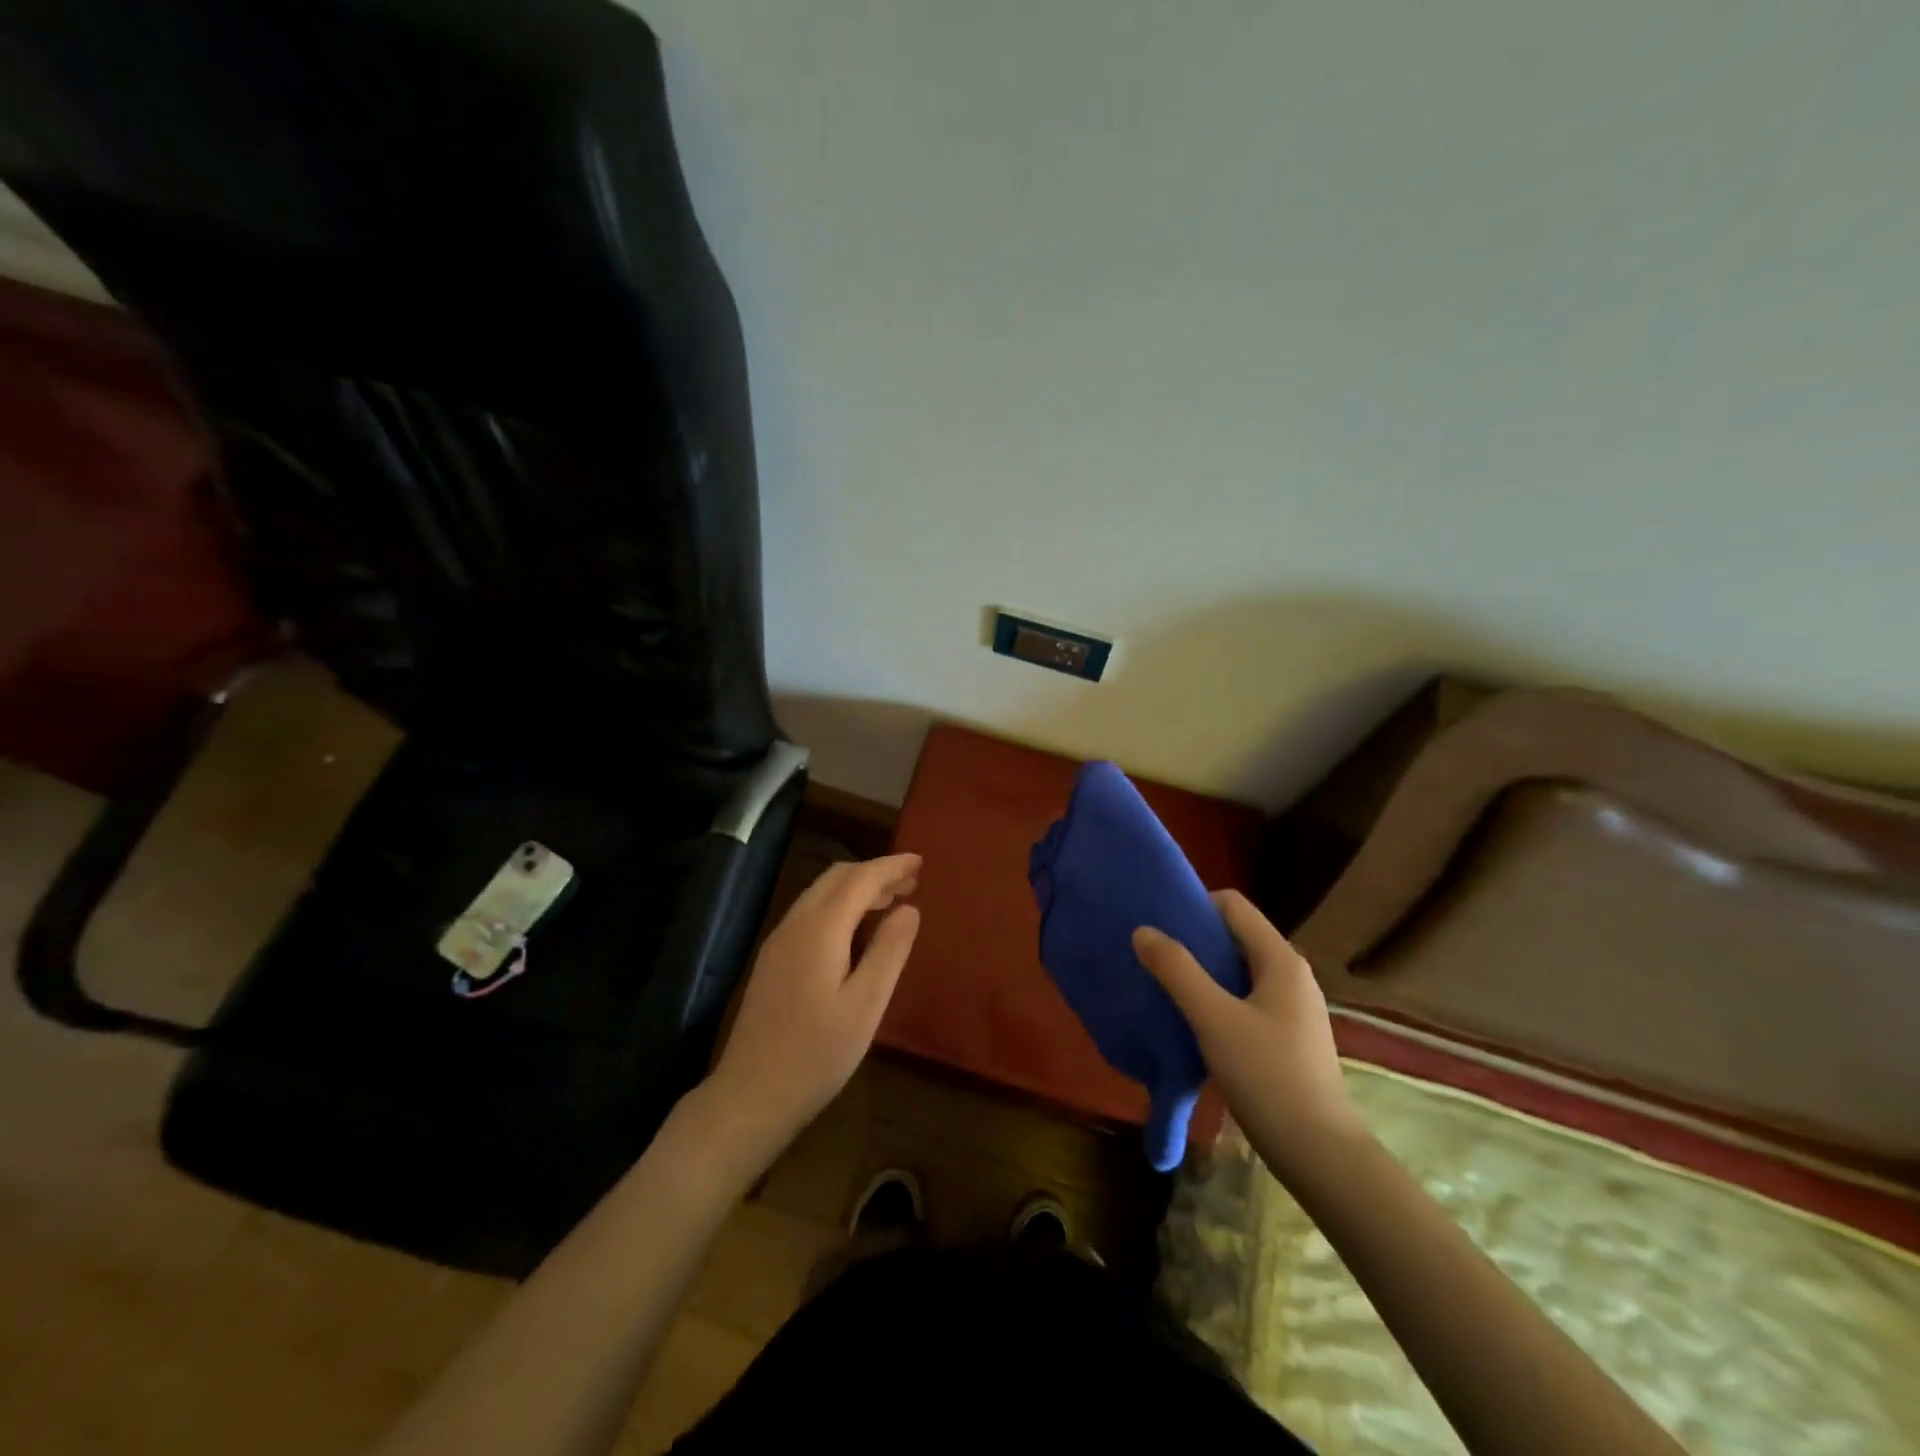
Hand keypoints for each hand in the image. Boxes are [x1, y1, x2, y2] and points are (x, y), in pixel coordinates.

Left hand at [706, 854, 921, 1162]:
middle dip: (874, 872)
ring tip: (891, 902)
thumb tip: (909, 908)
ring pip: (821, 894)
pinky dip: (840, 907)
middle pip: (837, 878)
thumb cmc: (817, 1054)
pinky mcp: (773, 961)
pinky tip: (856, 931)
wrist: (750, 1095)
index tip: (920, 861)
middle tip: (911, 882)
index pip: (860, 879)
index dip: (891, 866)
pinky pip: (811, 914)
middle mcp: (795, 924)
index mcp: (820, 929)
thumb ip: (889, 951)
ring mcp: (779, 942)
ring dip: (856, 889)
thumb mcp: (866, 1005)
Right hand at [1132, 890, 1361, 1179]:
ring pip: (1238, 970)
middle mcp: (1291, 973)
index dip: (1194, 906)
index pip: (1232, 905)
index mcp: (1280, 959)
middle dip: (1194, 940)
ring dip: (1202, 972)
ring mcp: (1293, 1006)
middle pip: (1234, 936)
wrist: (1320, 1154)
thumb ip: (1177, 971)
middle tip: (1153, 956)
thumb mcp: (1213, 1019)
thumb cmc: (1267, 1077)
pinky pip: (1245, 999)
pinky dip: (1217, 999)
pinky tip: (1193, 1022)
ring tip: (1165, 987)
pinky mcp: (1287, 1036)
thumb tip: (1143, 930)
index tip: (1158, 925)